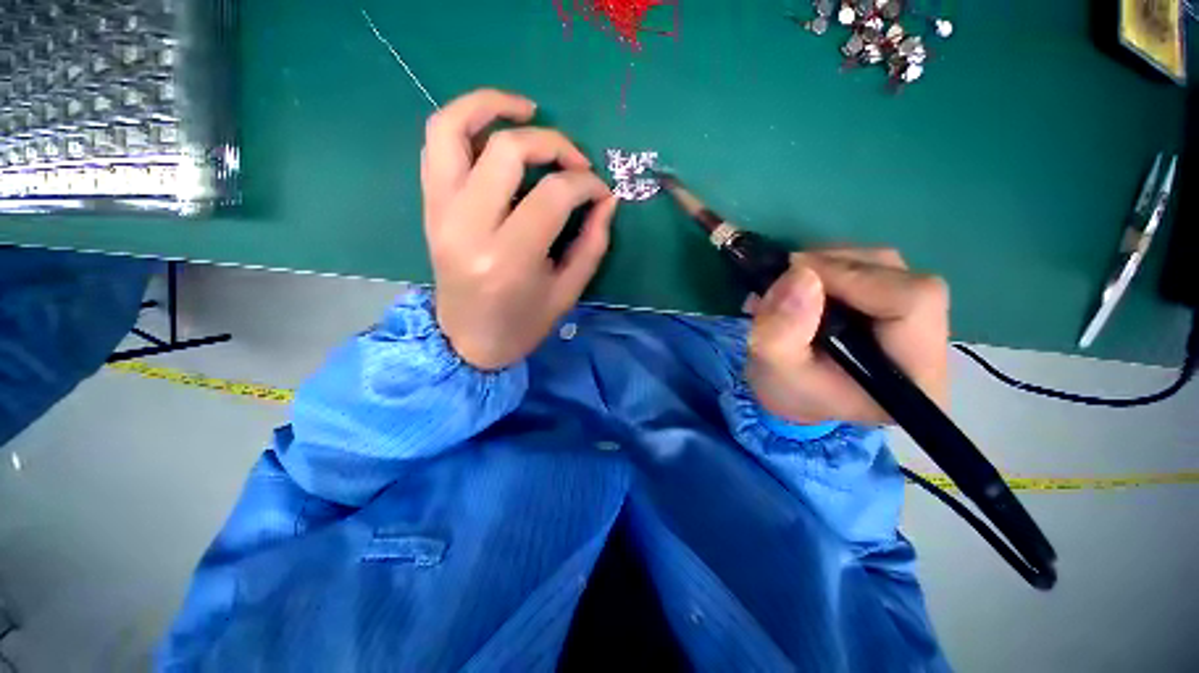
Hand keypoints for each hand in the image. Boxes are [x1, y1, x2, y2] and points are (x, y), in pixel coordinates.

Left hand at [421, 89, 618, 369]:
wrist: (468, 341)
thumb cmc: (523, 324)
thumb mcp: (567, 291)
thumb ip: (592, 243)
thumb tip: (607, 199)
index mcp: (510, 258)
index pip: (553, 195)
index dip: (585, 184)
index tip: (599, 190)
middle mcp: (469, 227)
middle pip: (508, 151)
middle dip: (552, 143)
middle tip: (574, 160)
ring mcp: (441, 213)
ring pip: (452, 129)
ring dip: (490, 105)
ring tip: (527, 109)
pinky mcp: (430, 208)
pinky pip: (436, 146)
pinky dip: (463, 123)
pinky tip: (493, 130)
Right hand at [747, 248, 949, 424]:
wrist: (795, 395)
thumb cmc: (789, 391)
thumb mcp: (774, 370)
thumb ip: (780, 332)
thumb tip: (800, 274)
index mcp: (916, 374)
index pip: (913, 300)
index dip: (853, 278)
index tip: (796, 277)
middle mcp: (930, 340)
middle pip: (897, 275)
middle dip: (832, 269)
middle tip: (783, 282)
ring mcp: (916, 315)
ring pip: (881, 264)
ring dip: (826, 264)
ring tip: (788, 289)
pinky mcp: (895, 300)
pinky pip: (868, 265)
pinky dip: (827, 266)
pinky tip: (801, 287)